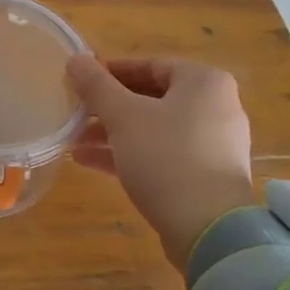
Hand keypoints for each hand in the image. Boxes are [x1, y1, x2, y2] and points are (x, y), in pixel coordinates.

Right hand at [67, 55, 254, 269]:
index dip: (110, 72)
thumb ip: (96, 86)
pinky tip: (90, 162)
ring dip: (113, 133)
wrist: (209, 229)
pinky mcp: (206, 176)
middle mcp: (215, 107)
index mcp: (203, 82)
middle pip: (151, 98)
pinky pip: (163, 154)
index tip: (79, 82)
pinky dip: (130, 154)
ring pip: (154, 129)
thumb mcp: (123, 116)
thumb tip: (75, 59)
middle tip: (75, 113)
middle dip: (108, 108)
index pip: (149, 65)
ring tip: (73, 141)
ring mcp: (213, 144)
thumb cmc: (166, 157)